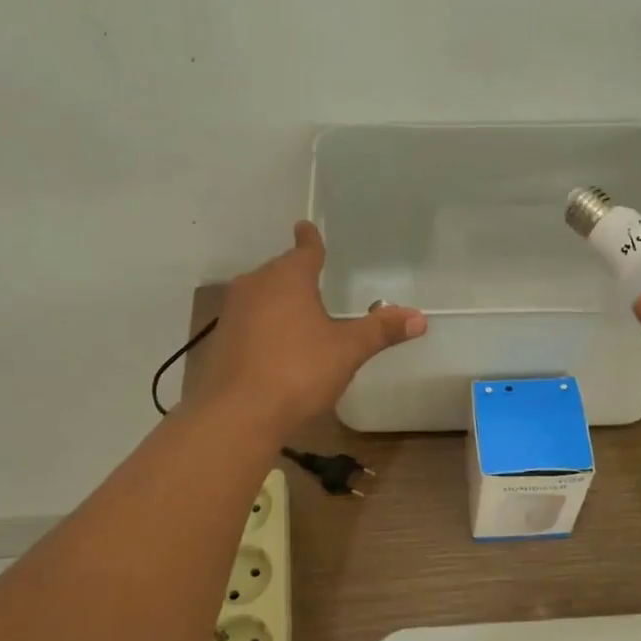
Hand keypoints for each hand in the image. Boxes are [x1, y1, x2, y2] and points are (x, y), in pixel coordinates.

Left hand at [197, 221, 426, 436]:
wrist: (237, 414)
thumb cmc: (298, 371)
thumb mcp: (348, 350)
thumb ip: (381, 330)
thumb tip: (420, 317)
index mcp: (288, 278)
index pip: (304, 250)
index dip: (310, 240)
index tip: (306, 226)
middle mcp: (255, 285)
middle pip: (280, 271)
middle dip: (297, 273)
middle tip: (315, 278)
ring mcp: (233, 313)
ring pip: (262, 295)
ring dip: (279, 300)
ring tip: (299, 313)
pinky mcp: (221, 340)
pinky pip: (249, 321)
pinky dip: (264, 325)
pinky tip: (276, 346)